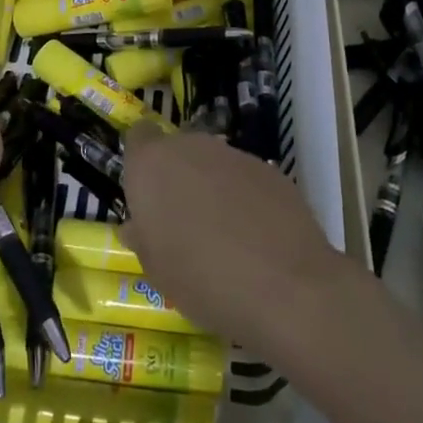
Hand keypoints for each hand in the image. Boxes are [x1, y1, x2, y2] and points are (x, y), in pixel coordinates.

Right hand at [118, 126, 357, 354]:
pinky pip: (246, 179)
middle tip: (183, 222)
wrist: (285, 286)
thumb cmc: (201, 279)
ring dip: (212, 188)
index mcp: (152, 164)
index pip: (138, 136)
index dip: (142, 161)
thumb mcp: (156, 270)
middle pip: (178, 150)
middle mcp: (191, 147)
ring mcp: (234, 155)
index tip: (147, 194)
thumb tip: (138, 227)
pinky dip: (246, 199)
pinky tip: (257, 238)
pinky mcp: (271, 170)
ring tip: (224, 235)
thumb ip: (144, 238)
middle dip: (178, 178)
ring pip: (213, 164)